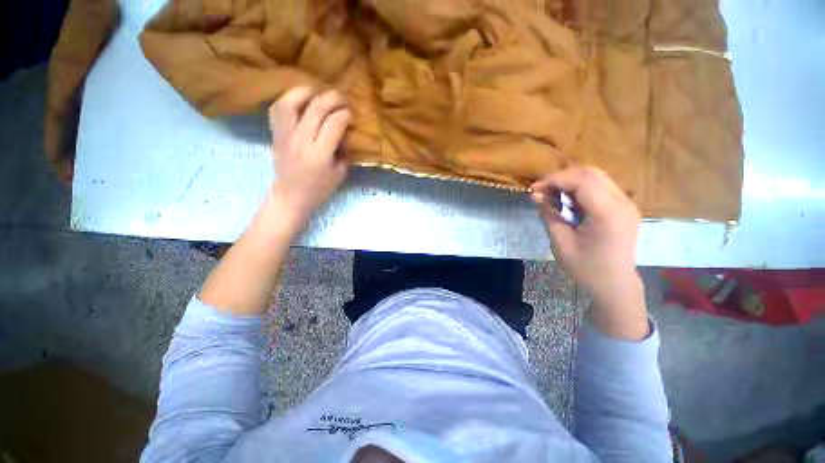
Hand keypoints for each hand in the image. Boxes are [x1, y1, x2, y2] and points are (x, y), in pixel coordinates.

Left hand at [267, 87, 350, 226]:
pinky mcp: (276, 134)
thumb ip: (344, 152)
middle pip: (316, 108)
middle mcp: (301, 141)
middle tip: (342, 99)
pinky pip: (278, 108)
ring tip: (319, 93)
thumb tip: (345, 132)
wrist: (290, 196)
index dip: (345, 115)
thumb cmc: (319, 189)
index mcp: (320, 155)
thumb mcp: (340, 174)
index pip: (334, 124)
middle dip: (332, 98)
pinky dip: (289, 99)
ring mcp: (285, 135)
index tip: (350, 115)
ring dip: (308, 92)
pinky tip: (300, 100)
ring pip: (292, 102)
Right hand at [531, 167, 647, 338]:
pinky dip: (581, 188)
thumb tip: (535, 195)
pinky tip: (568, 201)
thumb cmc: (586, 269)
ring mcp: (626, 204)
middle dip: (562, 177)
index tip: (534, 189)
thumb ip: (549, 215)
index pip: (582, 181)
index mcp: (608, 213)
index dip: (555, 180)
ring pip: (597, 177)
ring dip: (571, 181)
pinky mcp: (624, 207)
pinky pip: (601, 187)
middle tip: (541, 190)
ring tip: (552, 194)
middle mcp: (622, 203)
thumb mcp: (561, 243)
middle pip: (591, 173)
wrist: (615, 286)